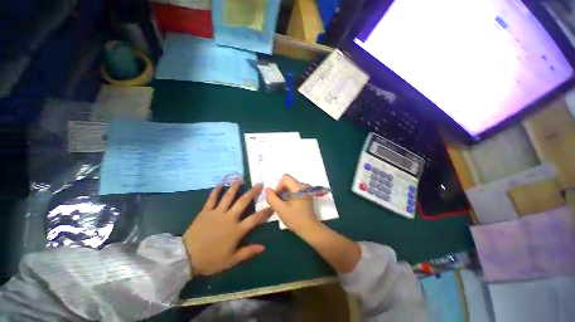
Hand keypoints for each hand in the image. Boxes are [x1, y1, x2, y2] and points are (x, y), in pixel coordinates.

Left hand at [182, 180, 272, 275]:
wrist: (186, 258)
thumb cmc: (211, 260)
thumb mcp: (231, 260)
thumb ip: (248, 252)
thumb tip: (263, 247)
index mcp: (237, 230)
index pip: (255, 219)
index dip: (265, 212)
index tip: (272, 205)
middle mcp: (229, 218)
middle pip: (243, 202)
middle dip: (252, 192)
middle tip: (259, 184)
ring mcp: (217, 213)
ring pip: (228, 197)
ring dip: (235, 187)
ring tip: (240, 178)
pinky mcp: (205, 211)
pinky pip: (212, 199)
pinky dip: (216, 190)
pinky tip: (220, 183)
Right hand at [267, 174, 360, 273]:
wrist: (310, 229)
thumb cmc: (295, 219)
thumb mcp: (281, 209)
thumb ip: (272, 198)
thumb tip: (267, 189)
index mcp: (299, 187)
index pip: (285, 177)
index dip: (278, 186)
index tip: (277, 197)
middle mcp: (304, 185)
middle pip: (288, 182)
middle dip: (281, 191)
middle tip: (279, 203)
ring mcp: (306, 190)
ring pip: (290, 186)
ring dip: (284, 194)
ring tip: (283, 205)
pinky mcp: (306, 195)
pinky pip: (294, 190)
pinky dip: (289, 196)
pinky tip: (289, 205)